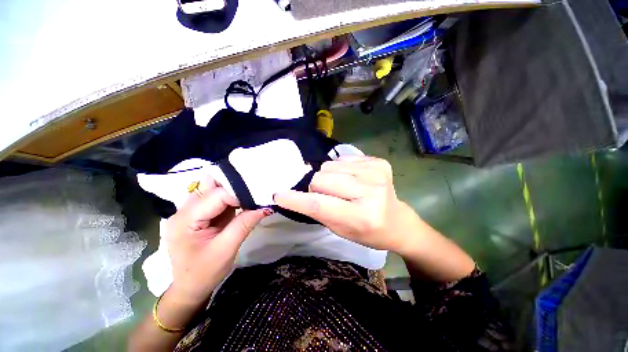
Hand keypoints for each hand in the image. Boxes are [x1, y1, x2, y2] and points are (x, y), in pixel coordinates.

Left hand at [164, 177, 269, 304]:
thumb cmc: (204, 272)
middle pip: (210, 186)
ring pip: (213, 189)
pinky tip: (240, 203)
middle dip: (233, 187)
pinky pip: (215, 198)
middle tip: (253, 192)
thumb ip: (244, 224)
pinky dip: (230, 199)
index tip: (256, 201)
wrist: (190, 287)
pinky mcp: (198, 214)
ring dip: (232, 191)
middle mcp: (184, 210)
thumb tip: (265, 207)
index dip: (238, 195)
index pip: (217, 195)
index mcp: (185, 220)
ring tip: (248, 197)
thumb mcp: (226, 249)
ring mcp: (190, 211)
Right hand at [274, 156, 415, 252]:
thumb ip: (319, 211)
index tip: (279, 194)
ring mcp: (377, 173)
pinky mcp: (378, 162)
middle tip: (322, 193)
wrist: (398, 221)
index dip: (296, 199)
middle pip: (323, 178)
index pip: (320, 205)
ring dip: (327, 176)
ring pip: (330, 166)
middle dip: (315, 186)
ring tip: (339, 186)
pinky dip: (340, 168)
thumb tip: (297, 193)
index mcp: (362, 217)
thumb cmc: (368, 232)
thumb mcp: (341, 230)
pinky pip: (343, 159)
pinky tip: (351, 178)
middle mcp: (371, 192)